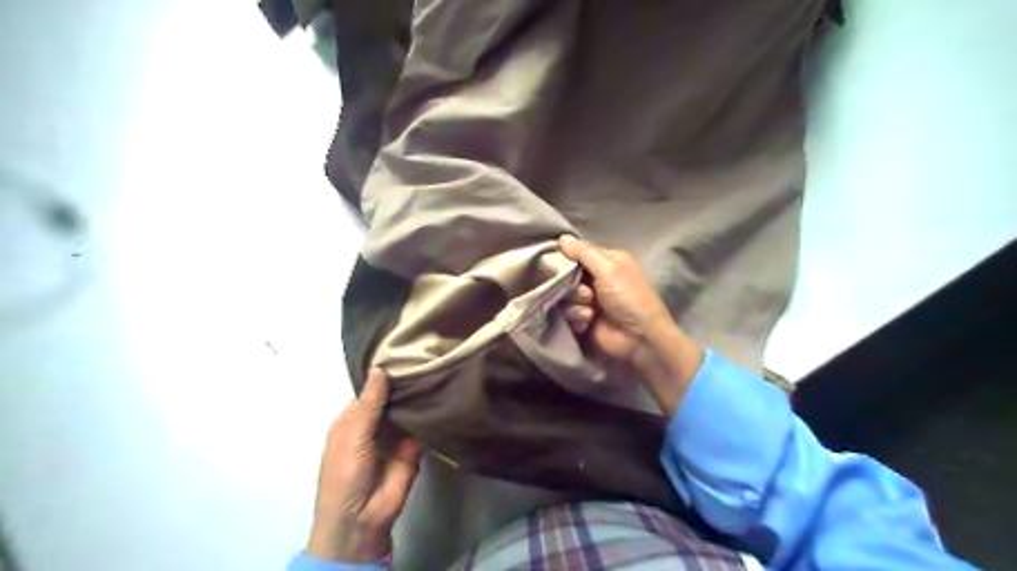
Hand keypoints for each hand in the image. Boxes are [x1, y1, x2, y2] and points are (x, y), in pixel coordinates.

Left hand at [307, 370, 423, 560]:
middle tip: (428, 357)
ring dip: (419, 397)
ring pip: (408, 411)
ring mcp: (395, 437)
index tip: (405, 353)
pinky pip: (422, 427)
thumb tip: (380, 368)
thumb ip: (370, 403)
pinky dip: (430, 414)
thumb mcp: (353, 434)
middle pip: (391, 400)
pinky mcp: (414, 448)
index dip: (384, 376)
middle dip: (405, 384)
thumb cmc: (346, 472)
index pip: (370, 391)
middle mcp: (374, 425)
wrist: (362, 518)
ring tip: (438, 369)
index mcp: (352, 420)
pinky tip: (444, 393)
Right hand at [556, 235, 699, 417]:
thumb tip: (561, 238)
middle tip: (587, 294)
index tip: (559, 265)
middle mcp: (598, 278)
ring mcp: (590, 300)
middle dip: (573, 286)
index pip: (577, 253)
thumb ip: (584, 252)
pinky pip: (566, 313)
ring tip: (591, 312)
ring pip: (564, 296)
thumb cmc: (628, 298)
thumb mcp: (609, 268)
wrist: (639, 339)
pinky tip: (589, 322)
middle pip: (567, 275)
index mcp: (608, 261)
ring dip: (576, 304)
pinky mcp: (583, 318)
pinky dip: (576, 317)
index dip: (566, 259)